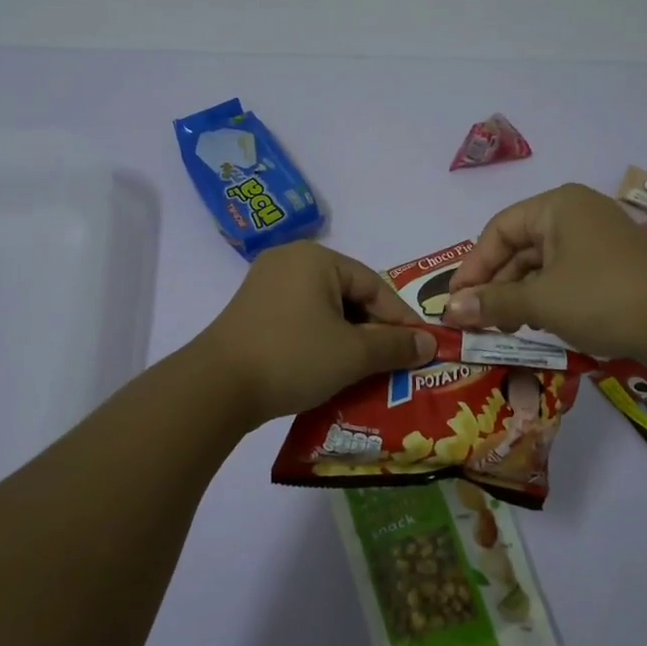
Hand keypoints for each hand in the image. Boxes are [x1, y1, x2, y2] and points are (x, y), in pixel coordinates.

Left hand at [196, 241, 437, 423]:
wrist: (216, 387)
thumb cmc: (293, 357)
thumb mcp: (352, 354)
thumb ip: (395, 345)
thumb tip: (430, 343)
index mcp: (316, 258)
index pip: (373, 285)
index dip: (400, 319)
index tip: (420, 347)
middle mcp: (290, 261)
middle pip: (348, 294)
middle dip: (372, 330)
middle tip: (393, 360)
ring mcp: (266, 285)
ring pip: (324, 309)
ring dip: (348, 338)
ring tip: (366, 369)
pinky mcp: (252, 312)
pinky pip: (301, 319)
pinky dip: (321, 340)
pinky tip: (330, 367)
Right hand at [443, 184, 646, 357]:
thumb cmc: (601, 297)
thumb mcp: (540, 301)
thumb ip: (492, 302)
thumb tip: (450, 311)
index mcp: (557, 206)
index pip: (499, 230)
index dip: (473, 266)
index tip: (455, 300)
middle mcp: (576, 213)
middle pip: (520, 246)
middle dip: (496, 284)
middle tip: (476, 319)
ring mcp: (598, 238)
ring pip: (543, 263)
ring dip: (519, 294)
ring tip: (503, 326)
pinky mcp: (613, 263)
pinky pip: (566, 274)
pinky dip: (546, 296)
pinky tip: (537, 323)